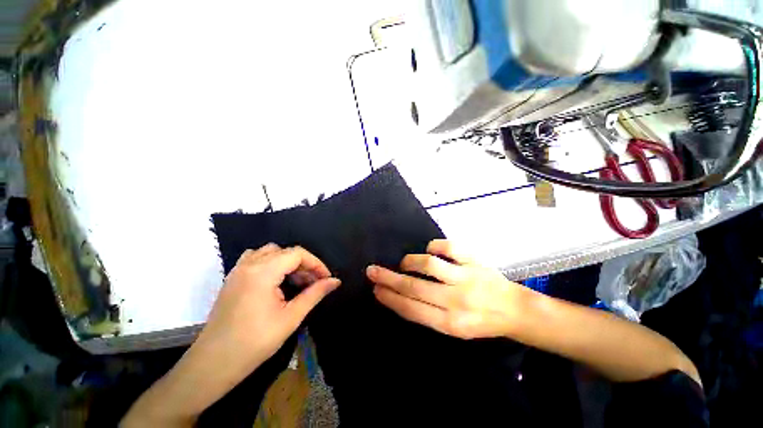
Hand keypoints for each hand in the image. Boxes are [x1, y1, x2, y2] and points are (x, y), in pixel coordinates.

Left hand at [196, 244, 340, 373]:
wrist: (213, 364)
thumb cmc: (254, 343)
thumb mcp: (291, 317)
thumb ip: (315, 294)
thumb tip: (335, 281)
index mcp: (263, 272)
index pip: (297, 254)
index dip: (316, 263)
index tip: (326, 278)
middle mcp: (249, 264)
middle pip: (285, 251)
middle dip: (304, 264)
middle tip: (314, 283)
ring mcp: (238, 270)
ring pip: (270, 252)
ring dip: (288, 262)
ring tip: (296, 281)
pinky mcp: (233, 278)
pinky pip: (255, 258)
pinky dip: (271, 263)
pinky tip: (276, 280)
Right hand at [367, 239, 530, 339]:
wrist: (514, 310)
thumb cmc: (479, 321)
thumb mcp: (452, 328)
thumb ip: (426, 313)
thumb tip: (399, 295)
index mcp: (450, 323)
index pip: (411, 309)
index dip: (389, 298)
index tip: (375, 289)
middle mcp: (456, 301)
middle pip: (414, 287)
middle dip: (388, 279)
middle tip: (372, 271)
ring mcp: (467, 278)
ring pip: (430, 265)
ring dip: (411, 261)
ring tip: (404, 263)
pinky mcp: (475, 261)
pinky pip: (450, 247)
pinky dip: (435, 246)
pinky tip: (431, 251)